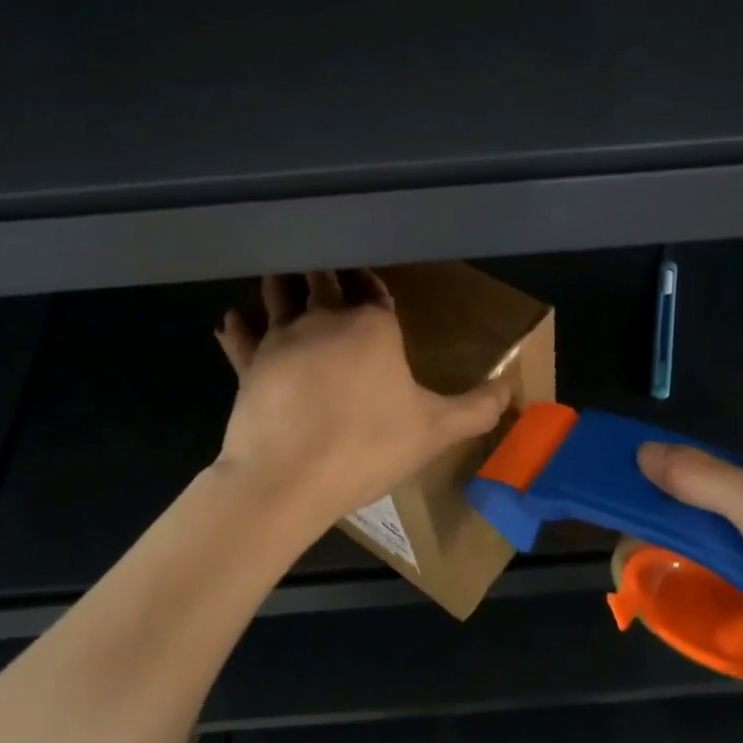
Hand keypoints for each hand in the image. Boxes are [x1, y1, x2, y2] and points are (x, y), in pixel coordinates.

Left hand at [215, 271, 512, 525]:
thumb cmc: (367, 446)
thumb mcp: (435, 431)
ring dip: (283, 283)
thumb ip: (476, 408)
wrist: (288, 478)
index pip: (372, 287)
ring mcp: (281, 338)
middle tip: (325, 264)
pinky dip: (238, 325)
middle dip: (326, 270)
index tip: (368, 278)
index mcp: (371, 325)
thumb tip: (510, 391)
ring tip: (284, 276)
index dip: (370, 281)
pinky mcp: (248, 364)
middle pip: (323, 279)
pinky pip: (241, 335)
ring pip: (278, 293)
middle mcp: (324, 318)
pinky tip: (233, 318)